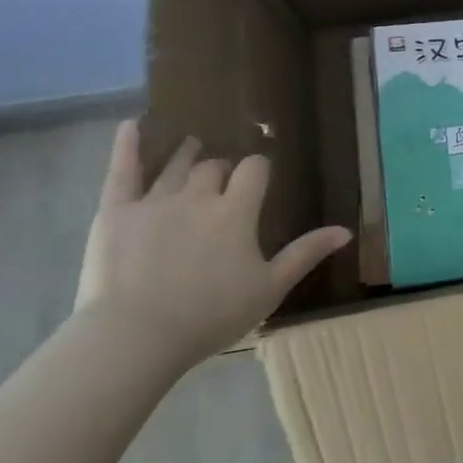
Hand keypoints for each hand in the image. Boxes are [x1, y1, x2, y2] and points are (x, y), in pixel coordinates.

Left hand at [75, 122, 350, 371]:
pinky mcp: (116, 213)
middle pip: (214, 167)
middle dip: (221, 170)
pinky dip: (126, 147)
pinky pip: (122, 172)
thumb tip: (345, 230)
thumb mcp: (269, 289)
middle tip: (222, 182)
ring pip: (175, 166)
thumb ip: (305, 254)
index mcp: (236, 211)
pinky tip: (131, 125)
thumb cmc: (211, 316)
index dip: (257, 170)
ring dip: (186, 155)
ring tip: (191, 147)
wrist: (136, 337)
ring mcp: (155, 202)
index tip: (258, 178)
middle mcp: (198, 196)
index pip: (254, 170)